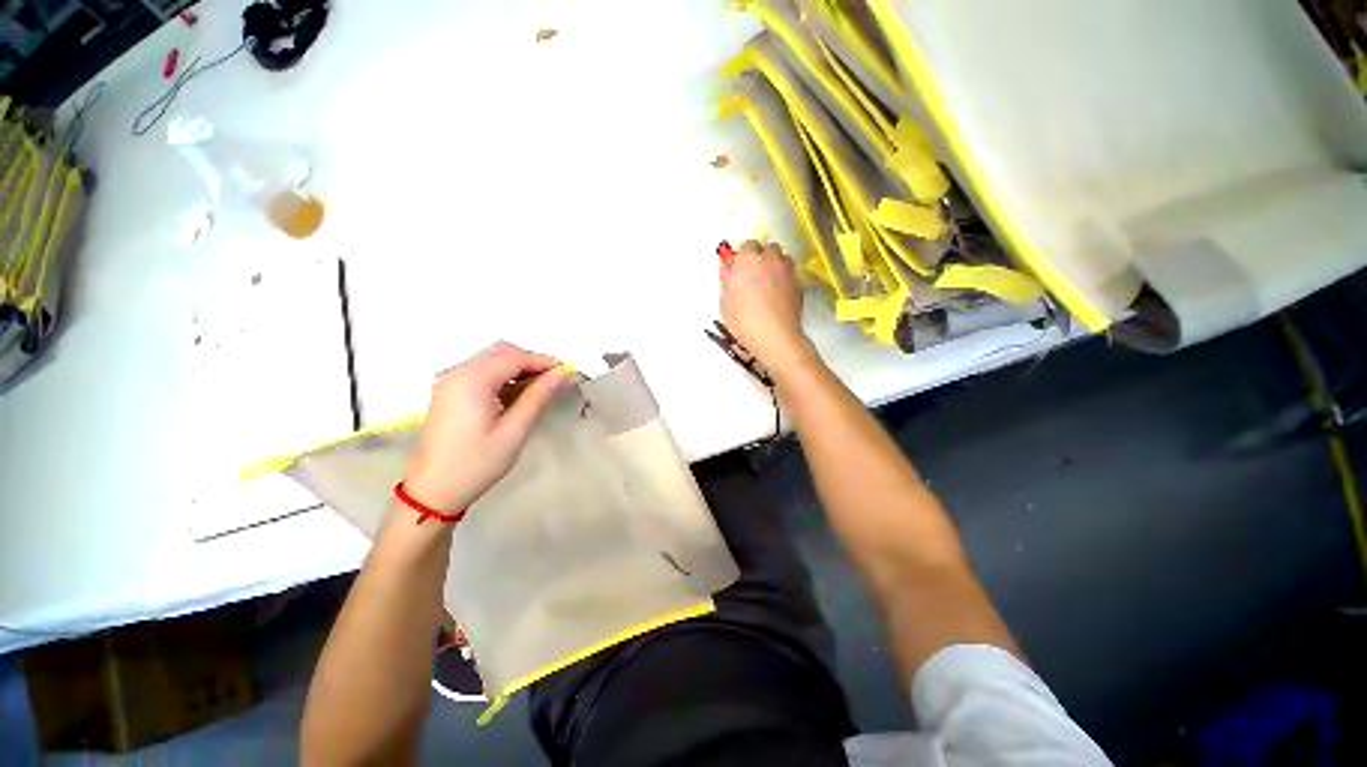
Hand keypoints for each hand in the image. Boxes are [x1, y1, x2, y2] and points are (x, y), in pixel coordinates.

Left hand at [404, 342, 571, 512]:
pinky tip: (517, 395)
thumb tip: (561, 375)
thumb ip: (538, 398)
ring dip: (518, 368)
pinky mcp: (449, 392)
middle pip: (502, 352)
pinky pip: (481, 372)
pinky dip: (503, 376)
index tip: (568, 373)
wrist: (433, 491)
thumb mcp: (514, 432)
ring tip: (541, 389)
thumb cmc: (476, 463)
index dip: (544, 362)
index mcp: (472, 381)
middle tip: (555, 381)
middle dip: (532, 361)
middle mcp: (458, 373)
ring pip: (492, 360)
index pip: (515, 357)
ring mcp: (450, 381)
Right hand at [720, 240, 813, 378]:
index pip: (746, 245)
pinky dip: (784, 279)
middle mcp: (770, 258)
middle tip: (753, 277)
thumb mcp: (726, 300)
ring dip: (775, 266)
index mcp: (748, 259)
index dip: (743, 258)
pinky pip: (790, 274)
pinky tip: (778, 296)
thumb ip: (727, 278)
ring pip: (782, 259)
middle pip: (767, 248)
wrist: (773, 336)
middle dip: (761, 258)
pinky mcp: (799, 283)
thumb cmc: (743, 319)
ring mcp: (787, 270)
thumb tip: (729, 268)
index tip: (739, 270)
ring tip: (768, 285)